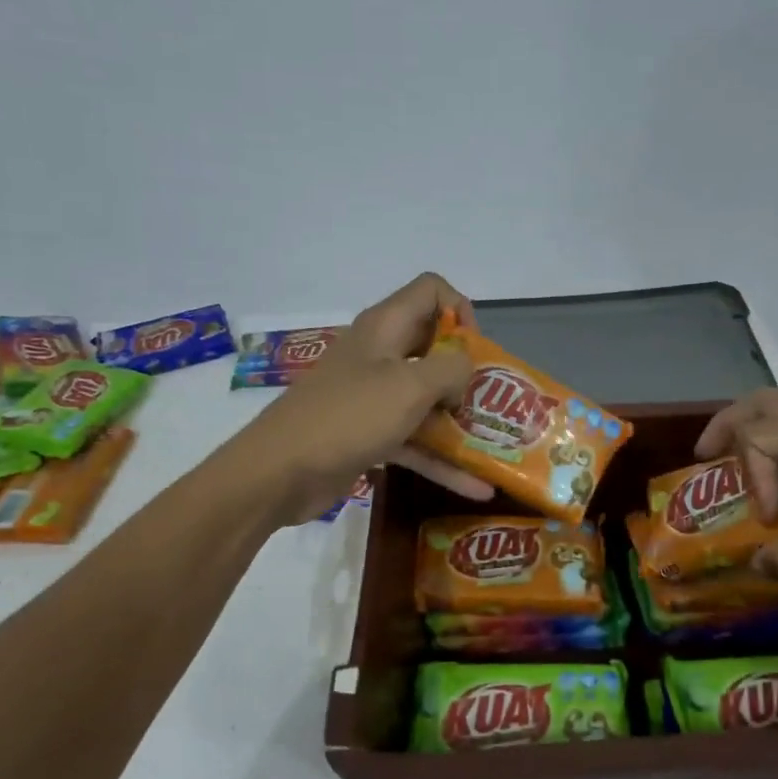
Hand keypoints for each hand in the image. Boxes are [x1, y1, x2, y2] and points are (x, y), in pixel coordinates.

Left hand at [243, 273, 495, 521]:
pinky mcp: (368, 434)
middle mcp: (380, 355)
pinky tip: (477, 487)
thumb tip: (464, 371)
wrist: (280, 472)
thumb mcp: (410, 386)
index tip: (477, 350)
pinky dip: (441, 460)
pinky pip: (414, 440)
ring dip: (459, 421)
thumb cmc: (349, 416)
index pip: (431, 291)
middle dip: (467, 372)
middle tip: (493, 400)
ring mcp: (372, 396)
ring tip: (498, 444)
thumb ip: (450, 369)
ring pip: (426, 399)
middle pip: (433, 347)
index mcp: (386, 327)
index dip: (461, 311)